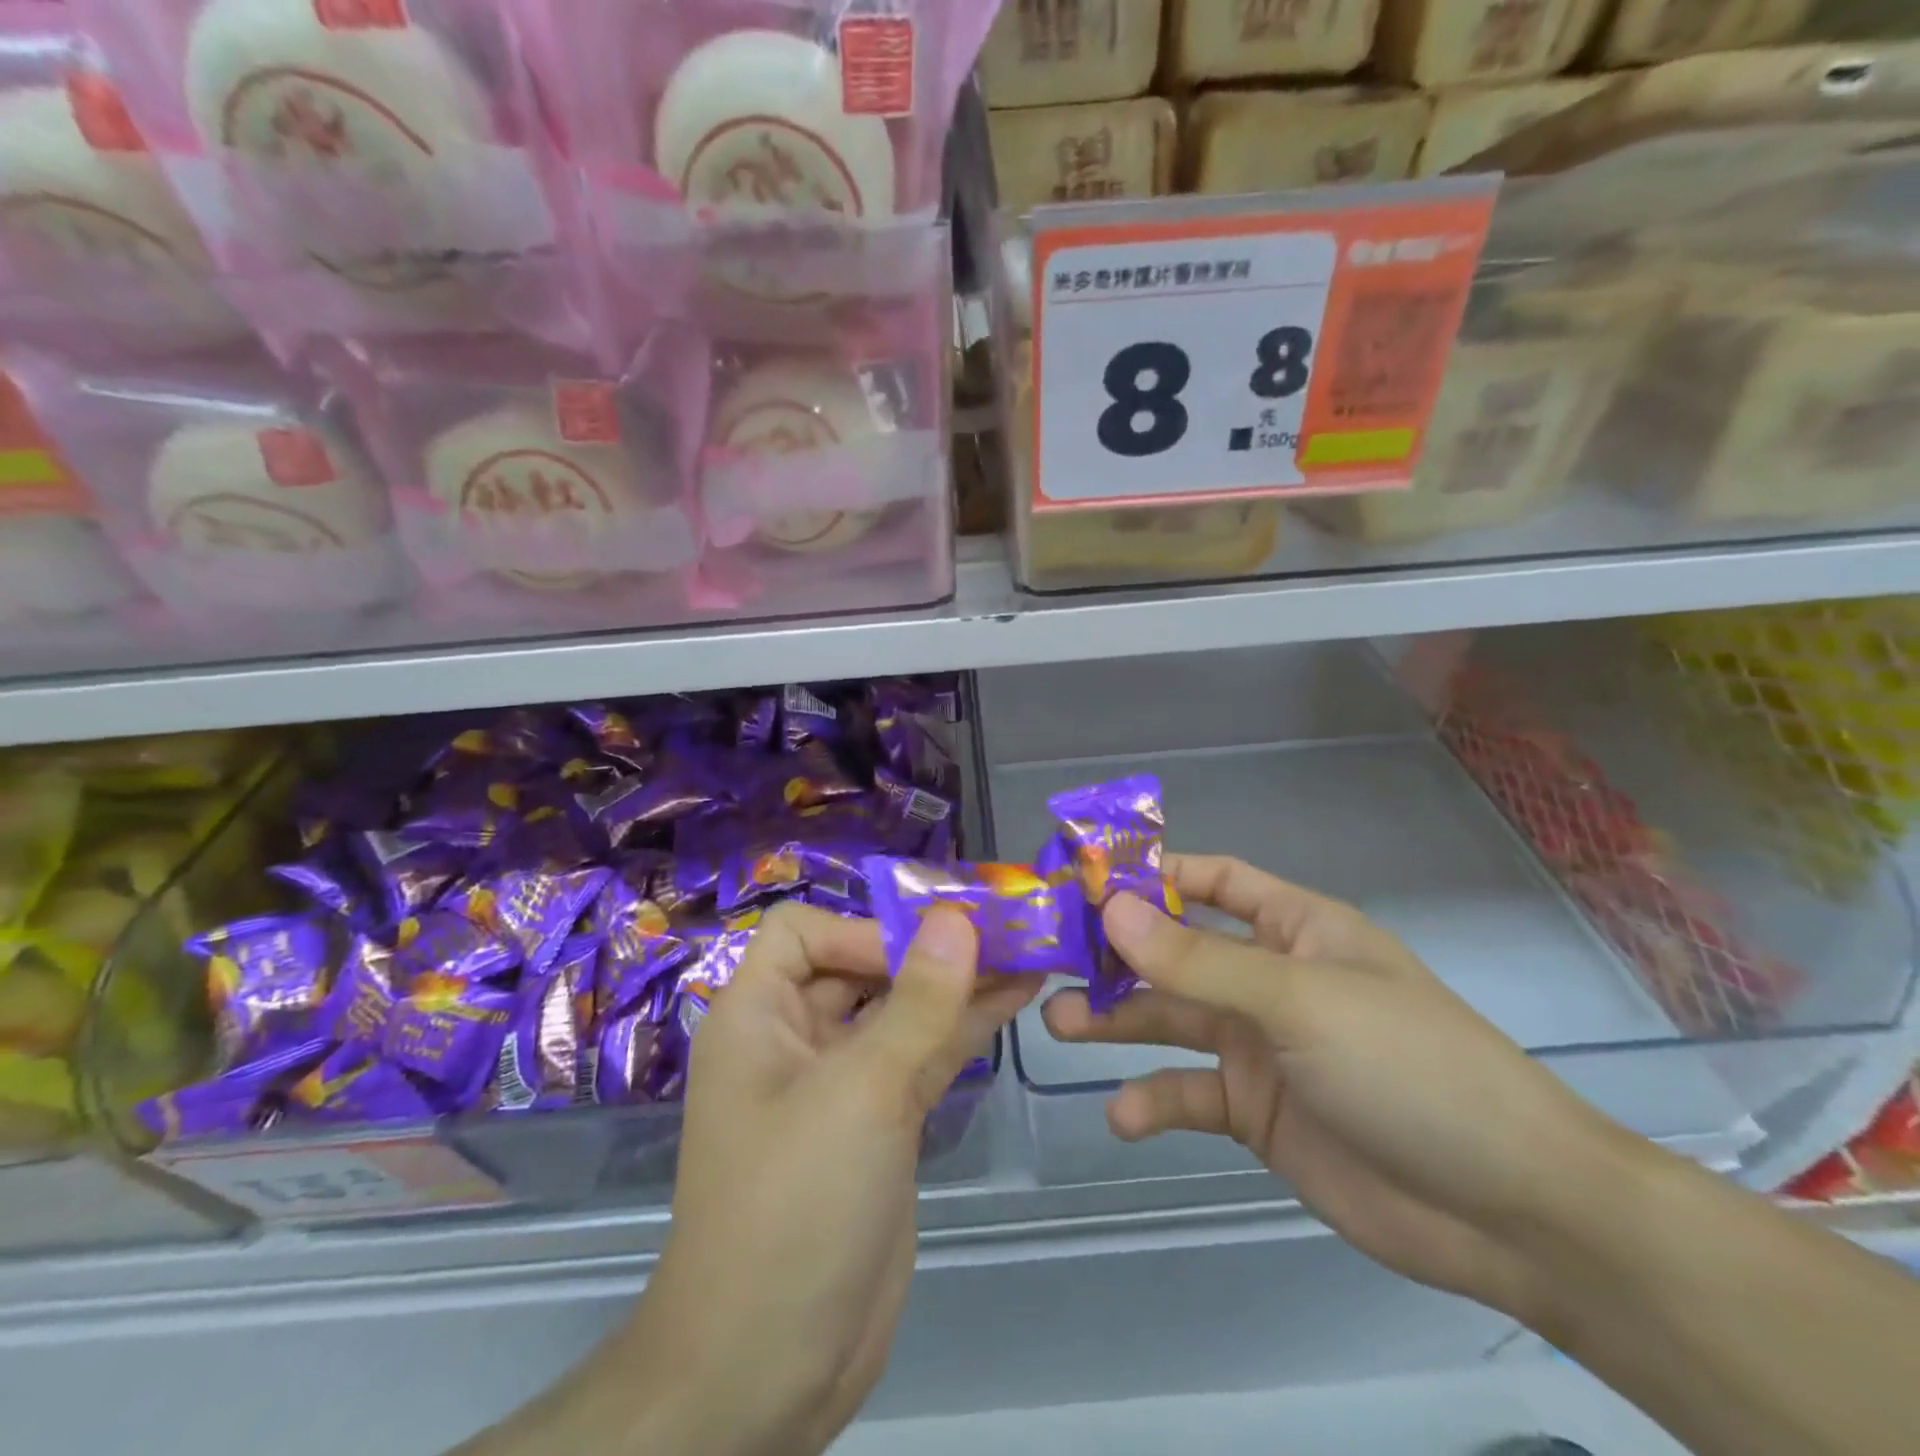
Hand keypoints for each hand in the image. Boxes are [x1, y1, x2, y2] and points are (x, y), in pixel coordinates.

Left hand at [624, 904, 1042, 1455]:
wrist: (769, 1368)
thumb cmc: (794, 1206)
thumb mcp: (860, 1092)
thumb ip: (917, 1002)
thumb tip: (956, 917)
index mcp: (759, 1016)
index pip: (803, 932)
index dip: (863, 929)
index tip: (928, 949)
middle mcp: (796, 1037)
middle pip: (863, 965)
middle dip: (930, 949)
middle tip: (1007, 929)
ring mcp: (842, 1082)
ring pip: (903, 1011)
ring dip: (960, 984)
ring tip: (1029, 951)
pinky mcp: (880, 1121)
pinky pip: (922, 1055)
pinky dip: (964, 1027)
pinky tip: (1016, 998)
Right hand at [1043, 854, 1635, 1320]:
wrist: (1508, 1210)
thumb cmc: (1407, 1066)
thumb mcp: (1298, 1001)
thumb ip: (1199, 960)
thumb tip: (1112, 907)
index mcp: (1293, 928)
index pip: (1211, 879)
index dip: (1151, 874)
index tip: (1083, 879)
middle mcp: (1270, 979)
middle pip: (1176, 952)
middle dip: (1117, 955)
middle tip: (1051, 960)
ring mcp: (1260, 1046)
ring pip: (1171, 1020)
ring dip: (1117, 1022)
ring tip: (1059, 1026)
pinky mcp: (1256, 1111)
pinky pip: (1190, 1093)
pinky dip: (1154, 1100)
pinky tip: (1125, 1115)